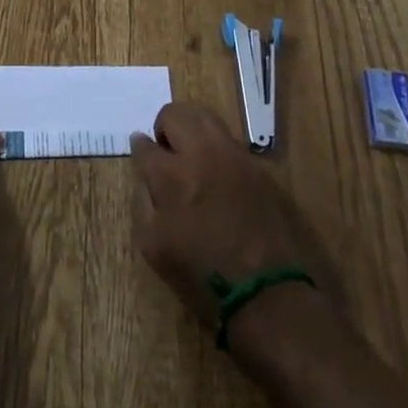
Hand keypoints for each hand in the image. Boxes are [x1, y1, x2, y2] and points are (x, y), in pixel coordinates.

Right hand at [131, 102, 321, 328]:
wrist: (267, 293)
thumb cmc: (203, 277)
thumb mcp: (154, 248)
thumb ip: (143, 203)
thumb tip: (145, 178)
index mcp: (171, 176)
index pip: (145, 145)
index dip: (139, 149)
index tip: (142, 155)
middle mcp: (201, 154)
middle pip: (175, 113)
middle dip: (164, 128)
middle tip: (166, 152)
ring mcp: (233, 156)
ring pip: (205, 116)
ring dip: (191, 128)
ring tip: (191, 155)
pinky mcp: (257, 167)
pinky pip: (229, 140)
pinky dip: (216, 146)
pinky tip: (217, 173)